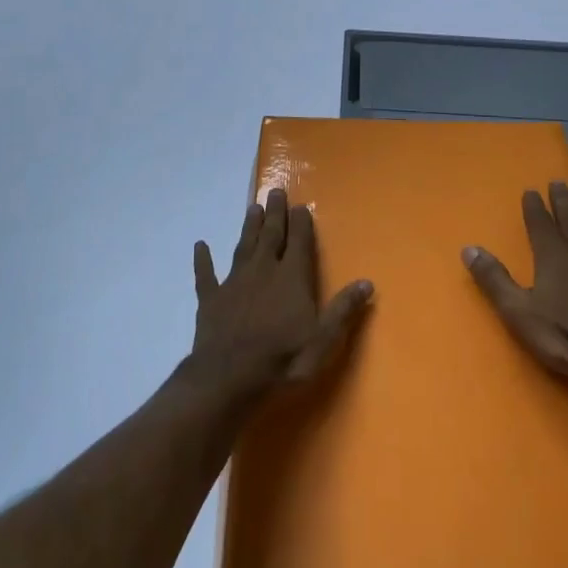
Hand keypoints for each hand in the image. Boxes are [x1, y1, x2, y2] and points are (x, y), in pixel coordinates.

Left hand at [189, 189, 373, 403]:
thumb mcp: (323, 340)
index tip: (301, 205)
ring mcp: (234, 282)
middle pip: (271, 235)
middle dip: (275, 213)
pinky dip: (203, 260)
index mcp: (292, 277)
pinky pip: (206, 274)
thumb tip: (367, 282)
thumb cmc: (283, 359)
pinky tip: (200, 245)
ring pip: (243, 246)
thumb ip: (343, 309)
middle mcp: (263, 270)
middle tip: (276, 191)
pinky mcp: (211, 299)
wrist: (228, 377)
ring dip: (249, 227)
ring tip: (253, 207)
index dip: (301, 223)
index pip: (299, 242)